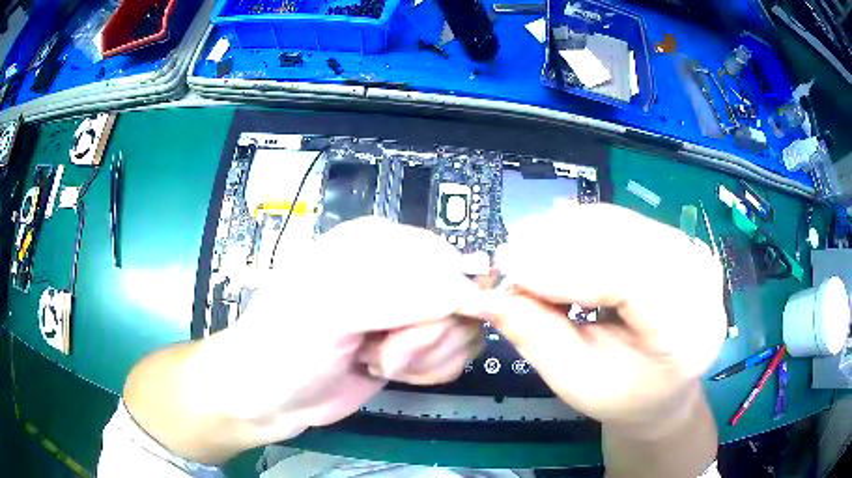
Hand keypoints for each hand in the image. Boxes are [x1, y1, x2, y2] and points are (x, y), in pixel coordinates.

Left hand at [191, 217, 483, 445]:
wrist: (271, 397)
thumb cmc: (289, 345)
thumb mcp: (333, 310)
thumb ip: (402, 294)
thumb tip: (471, 293)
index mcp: (378, 244)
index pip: (446, 261)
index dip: (444, 301)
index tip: (407, 332)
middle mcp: (398, 272)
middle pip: (460, 299)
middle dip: (428, 337)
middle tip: (383, 350)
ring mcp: (408, 312)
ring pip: (461, 329)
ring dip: (427, 357)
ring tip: (378, 360)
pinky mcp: (413, 346)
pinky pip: (453, 353)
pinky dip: (429, 370)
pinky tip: (390, 371)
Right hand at [469, 203, 725, 430]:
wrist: (665, 385)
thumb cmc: (625, 395)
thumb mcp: (578, 382)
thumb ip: (537, 337)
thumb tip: (487, 296)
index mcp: (687, 332)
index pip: (633, 281)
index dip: (568, 268)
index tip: (511, 266)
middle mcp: (699, 281)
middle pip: (627, 241)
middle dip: (560, 244)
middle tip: (509, 257)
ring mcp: (691, 252)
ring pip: (621, 223)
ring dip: (565, 233)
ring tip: (524, 252)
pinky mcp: (675, 240)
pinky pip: (622, 221)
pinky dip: (581, 228)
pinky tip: (552, 243)